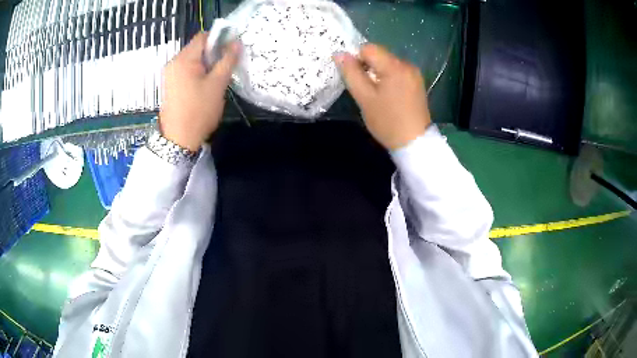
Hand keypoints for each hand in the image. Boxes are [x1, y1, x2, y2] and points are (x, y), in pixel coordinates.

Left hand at [159, 32, 240, 150]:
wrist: (179, 140)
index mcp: (183, 59)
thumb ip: (227, 60)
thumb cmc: (199, 110)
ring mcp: (169, 75)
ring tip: (216, 79)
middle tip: (225, 68)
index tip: (230, 51)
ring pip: (192, 60)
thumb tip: (236, 43)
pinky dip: (197, 73)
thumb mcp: (217, 84)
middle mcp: (173, 63)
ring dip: (206, 64)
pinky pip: (186, 71)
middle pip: (196, 48)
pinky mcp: (170, 85)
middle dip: (212, 54)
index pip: (202, 37)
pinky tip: (204, 86)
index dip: (219, 39)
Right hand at [334, 44, 430, 149]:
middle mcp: (407, 64)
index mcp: (394, 66)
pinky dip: (389, 78)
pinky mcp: (417, 82)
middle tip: (366, 89)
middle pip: (379, 54)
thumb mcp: (364, 98)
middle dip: (368, 67)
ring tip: (378, 94)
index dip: (357, 60)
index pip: (368, 48)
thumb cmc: (387, 121)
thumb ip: (351, 73)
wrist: (415, 143)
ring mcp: (414, 73)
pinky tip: (389, 96)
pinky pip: (397, 72)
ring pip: (388, 63)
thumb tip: (339, 54)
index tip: (357, 79)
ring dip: (378, 73)